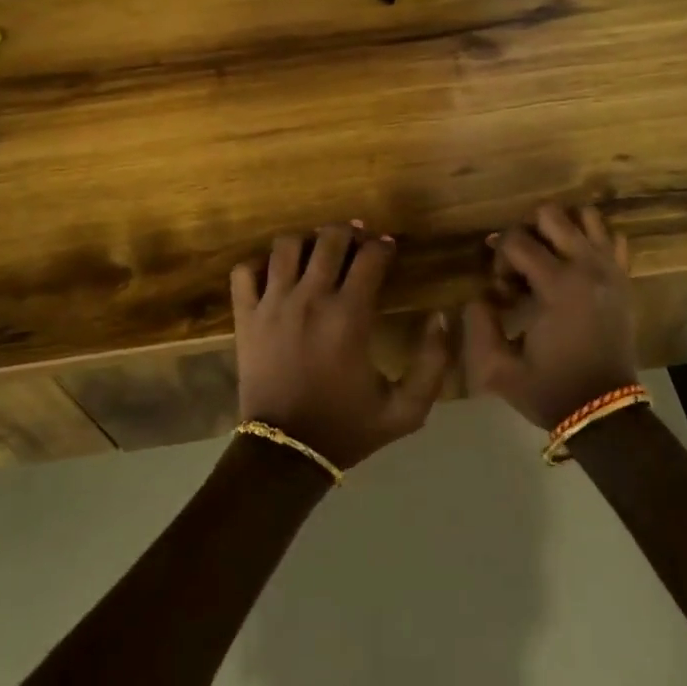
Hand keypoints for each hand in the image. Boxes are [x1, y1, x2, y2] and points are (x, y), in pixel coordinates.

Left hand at [231, 224, 450, 469]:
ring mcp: (272, 304)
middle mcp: (310, 298)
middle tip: (356, 239)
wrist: (286, 453)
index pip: (370, 257)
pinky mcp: (245, 316)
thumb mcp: (405, 410)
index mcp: (349, 316)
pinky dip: (259, 265)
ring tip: (317, 251)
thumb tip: (442, 317)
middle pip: (329, 239)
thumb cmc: (347, 427)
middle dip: (348, 232)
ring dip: (306, 241)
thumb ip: (433, 364)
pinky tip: (275, 275)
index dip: (383, 246)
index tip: (388, 247)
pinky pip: (245, 271)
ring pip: (286, 246)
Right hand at [463, 204, 636, 430]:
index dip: (499, 258)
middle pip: (550, 213)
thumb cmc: (550, 389)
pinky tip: (577, 264)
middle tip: (522, 266)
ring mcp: (611, 269)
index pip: (516, 239)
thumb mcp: (498, 369)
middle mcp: (587, 266)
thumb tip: (479, 296)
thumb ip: (477, 326)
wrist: (604, 412)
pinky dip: (592, 240)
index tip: (503, 291)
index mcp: (557, 285)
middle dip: (526, 233)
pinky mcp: (625, 278)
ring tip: (549, 258)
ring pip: (585, 215)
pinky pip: (612, 237)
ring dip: (560, 229)